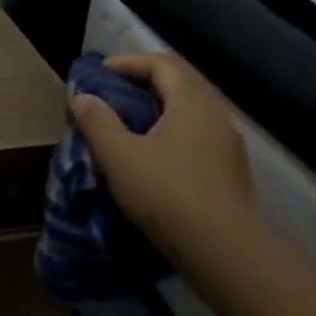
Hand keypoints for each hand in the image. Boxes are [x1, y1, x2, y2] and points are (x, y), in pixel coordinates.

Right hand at [71, 53, 258, 271]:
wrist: (224, 252)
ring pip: (189, 114)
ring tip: (128, 127)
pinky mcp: (231, 173)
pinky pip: (197, 139)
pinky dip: (172, 136)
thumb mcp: (119, 156)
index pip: (162, 64)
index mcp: (193, 101)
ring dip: (158, 112)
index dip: (128, 63)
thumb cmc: (167, 194)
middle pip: (179, 85)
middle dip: (143, 85)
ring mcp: (228, 146)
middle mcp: (216, 115)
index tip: (100, 74)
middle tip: (112, 96)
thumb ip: (98, 122)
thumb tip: (84, 98)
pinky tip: (153, 159)